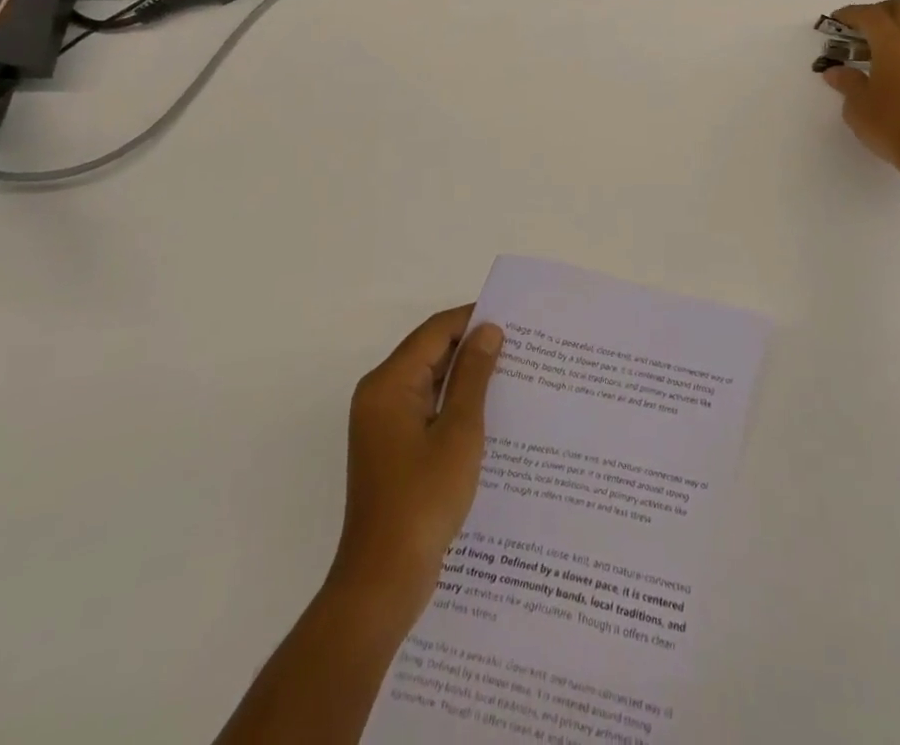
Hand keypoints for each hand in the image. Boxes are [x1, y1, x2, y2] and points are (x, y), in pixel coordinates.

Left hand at [328, 306, 504, 623]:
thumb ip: (473, 376)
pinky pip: (425, 409)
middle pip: (429, 353)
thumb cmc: (423, 499)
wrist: (383, 581)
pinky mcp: (391, 449)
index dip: (472, 320)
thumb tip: (488, 330)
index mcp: (389, 383)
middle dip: (472, 348)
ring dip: (465, 378)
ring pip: (429, 382)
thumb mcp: (459, 432)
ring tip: (511, 375)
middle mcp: (379, 395)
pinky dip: (453, 404)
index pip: (435, 331)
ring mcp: (382, 424)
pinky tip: (489, 414)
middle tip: (519, 346)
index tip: (513, 318)